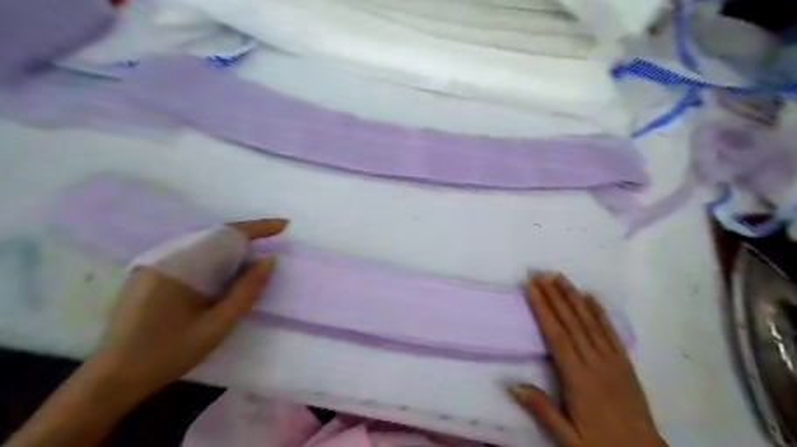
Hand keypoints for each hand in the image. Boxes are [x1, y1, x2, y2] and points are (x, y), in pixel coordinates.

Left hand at [91, 218, 288, 403]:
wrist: (112, 380)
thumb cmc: (168, 354)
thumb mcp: (216, 325)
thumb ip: (245, 291)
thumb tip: (269, 259)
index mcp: (176, 266)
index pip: (224, 235)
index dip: (258, 228)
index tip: (284, 225)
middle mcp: (162, 257)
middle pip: (213, 236)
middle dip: (245, 238)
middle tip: (273, 242)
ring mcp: (151, 265)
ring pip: (202, 246)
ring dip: (230, 249)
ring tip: (254, 257)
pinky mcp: (149, 275)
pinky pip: (190, 256)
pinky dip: (214, 259)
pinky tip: (224, 272)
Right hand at [510, 273, 667, 446]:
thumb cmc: (600, 445)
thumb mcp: (568, 438)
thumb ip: (541, 409)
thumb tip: (512, 384)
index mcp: (577, 378)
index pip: (555, 335)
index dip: (543, 308)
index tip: (532, 287)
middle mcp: (594, 362)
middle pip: (571, 322)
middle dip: (554, 295)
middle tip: (541, 272)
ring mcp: (612, 360)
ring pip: (589, 321)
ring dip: (573, 297)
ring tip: (560, 277)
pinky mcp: (625, 363)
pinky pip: (610, 332)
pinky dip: (599, 312)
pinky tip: (590, 297)